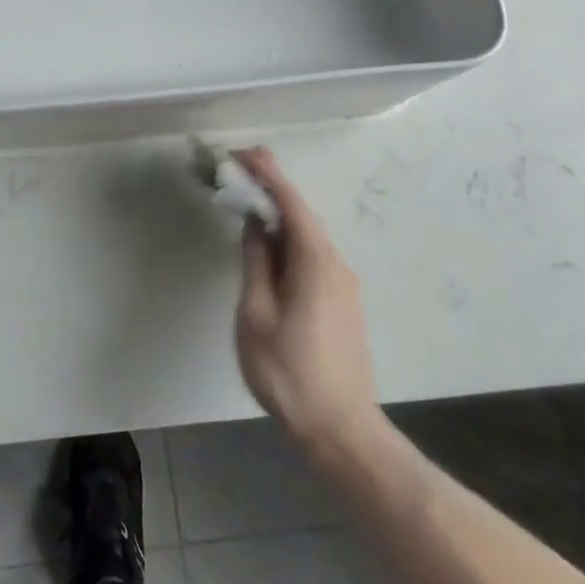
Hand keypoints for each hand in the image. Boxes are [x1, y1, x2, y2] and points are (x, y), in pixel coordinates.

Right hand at [233, 148, 390, 465]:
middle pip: (302, 215)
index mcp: (315, 262)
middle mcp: (335, 265)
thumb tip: (255, 224)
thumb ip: (256, 262)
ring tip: (249, 202)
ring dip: (280, 215)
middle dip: (272, 188)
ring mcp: (343, 285)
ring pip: (308, 236)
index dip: (267, 174)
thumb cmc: (289, 372)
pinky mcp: (342, 302)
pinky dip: (289, 238)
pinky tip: (270, 246)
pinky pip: (313, 255)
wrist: (341, 430)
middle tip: (240, 169)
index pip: (291, 203)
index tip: (242, 153)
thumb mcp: (256, 314)